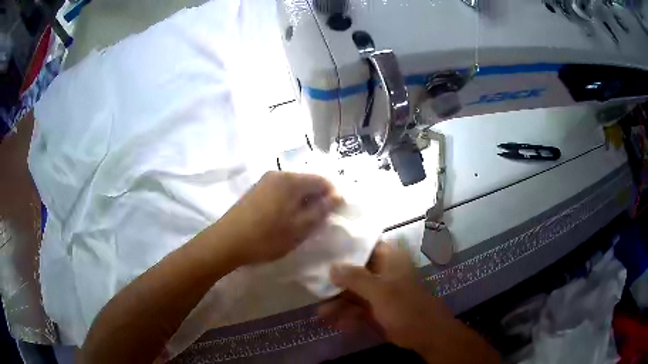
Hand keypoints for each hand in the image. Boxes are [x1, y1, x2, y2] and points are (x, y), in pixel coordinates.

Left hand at [218, 171, 342, 264]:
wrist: (227, 242)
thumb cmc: (266, 237)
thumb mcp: (299, 228)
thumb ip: (321, 210)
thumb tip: (338, 196)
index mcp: (291, 180)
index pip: (322, 180)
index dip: (332, 196)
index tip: (334, 215)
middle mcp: (278, 174)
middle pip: (307, 181)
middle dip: (317, 199)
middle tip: (318, 221)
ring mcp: (265, 181)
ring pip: (293, 187)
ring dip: (303, 201)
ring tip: (302, 222)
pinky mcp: (256, 190)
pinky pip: (280, 191)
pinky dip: (289, 202)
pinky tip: (285, 219)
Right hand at [319, 243, 499, 363]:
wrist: (425, 334)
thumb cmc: (405, 307)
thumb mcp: (380, 291)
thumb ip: (355, 278)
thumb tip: (331, 266)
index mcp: (390, 259)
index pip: (363, 246)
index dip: (343, 248)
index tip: (322, 251)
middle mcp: (383, 272)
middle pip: (354, 271)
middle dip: (335, 283)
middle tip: (314, 288)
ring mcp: (380, 291)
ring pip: (354, 292)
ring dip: (338, 303)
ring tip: (321, 314)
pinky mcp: (378, 308)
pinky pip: (358, 308)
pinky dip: (347, 315)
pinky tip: (335, 323)